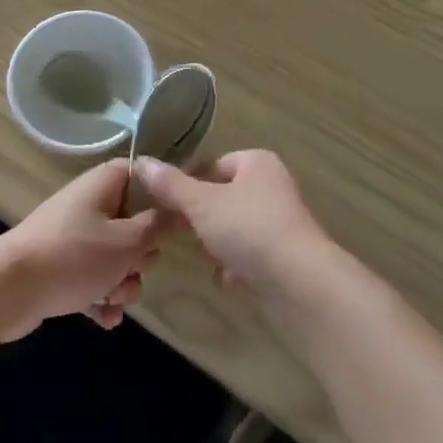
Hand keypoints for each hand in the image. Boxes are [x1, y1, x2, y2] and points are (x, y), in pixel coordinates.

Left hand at [0, 161, 168, 337]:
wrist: (9, 289)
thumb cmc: (74, 256)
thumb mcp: (126, 243)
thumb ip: (159, 226)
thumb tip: (184, 208)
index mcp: (106, 182)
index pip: (146, 176)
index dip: (164, 198)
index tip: (177, 224)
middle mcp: (92, 202)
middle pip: (135, 223)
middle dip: (139, 256)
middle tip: (132, 269)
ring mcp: (75, 234)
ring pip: (116, 256)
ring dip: (121, 282)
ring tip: (111, 299)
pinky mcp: (62, 264)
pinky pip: (94, 277)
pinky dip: (101, 296)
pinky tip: (105, 319)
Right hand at [136, 151, 332, 300]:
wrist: (300, 281)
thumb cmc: (249, 229)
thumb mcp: (202, 204)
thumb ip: (171, 186)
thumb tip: (142, 161)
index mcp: (257, 162)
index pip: (215, 164)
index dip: (191, 183)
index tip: (170, 206)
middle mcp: (274, 185)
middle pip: (226, 196)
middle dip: (205, 218)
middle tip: (185, 234)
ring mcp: (283, 220)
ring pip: (238, 227)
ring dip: (220, 244)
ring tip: (207, 259)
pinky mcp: (288, 253)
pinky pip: (253, 253)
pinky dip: (239, 265)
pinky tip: (228, 280)